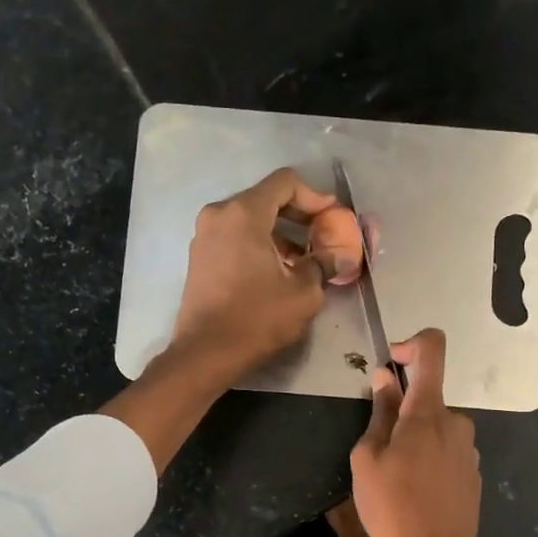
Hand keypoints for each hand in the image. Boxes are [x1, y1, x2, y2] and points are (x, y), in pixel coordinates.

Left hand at [169, 167, 362, 381]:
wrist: (205, 354)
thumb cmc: (256, 319)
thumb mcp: (303, 293)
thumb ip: (323, 265)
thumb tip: (338, 256)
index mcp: (244, 213)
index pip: (285, 183)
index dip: (315, 196)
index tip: (332, 219)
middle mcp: (219, 215)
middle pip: (266, 198)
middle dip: (298, 216)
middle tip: (322, 238)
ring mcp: (204, 236)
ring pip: (250, 220)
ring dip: (279, 234)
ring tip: (303, 260)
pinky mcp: (199, 257)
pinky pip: (235, 238)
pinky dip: (258, 245)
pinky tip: (276, 271)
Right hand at [350, 330, 484, 536]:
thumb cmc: (392, 507)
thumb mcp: (367, 459)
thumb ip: (379, 413)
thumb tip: (385, 378)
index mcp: (428, 412)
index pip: (433, 350)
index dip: (412, 344)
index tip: (392, 362)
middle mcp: (456, 423)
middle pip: (427, 400)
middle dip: (402, 416)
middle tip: (379, 453)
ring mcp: (469, 450)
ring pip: (435, 430)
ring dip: (414, 442)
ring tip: (395, 480)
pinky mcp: (473, 474)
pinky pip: (446, 453)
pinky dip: (429, 462)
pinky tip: (416, 495)